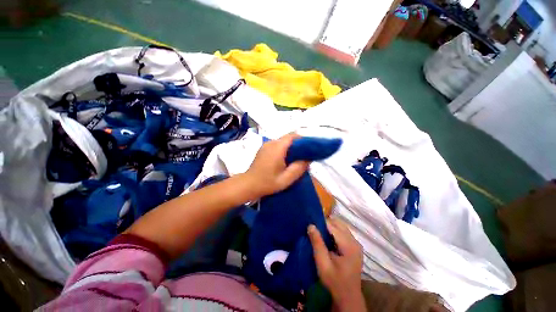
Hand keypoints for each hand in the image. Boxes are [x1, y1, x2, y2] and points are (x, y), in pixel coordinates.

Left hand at [245, 133, 308, 197]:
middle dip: (298, 144)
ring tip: (296, 158)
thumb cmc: (267, 183)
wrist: (248, 184)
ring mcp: (266, 145)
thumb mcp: (286, 179)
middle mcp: (271, 143)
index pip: (292, 136)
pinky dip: (284, 149)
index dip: (303, 140)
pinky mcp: (263, 149)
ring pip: (283, 141)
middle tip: (305, 155)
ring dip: (291, 147)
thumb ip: (298, 168)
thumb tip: (308, 159)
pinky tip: (286, 159)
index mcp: (277, 148)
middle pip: (288, 138)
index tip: (309, 148)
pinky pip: (277, 145)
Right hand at [308, 218, 365, 311]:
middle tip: (314, 229)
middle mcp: (354, 241)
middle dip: (325, 223)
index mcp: (349, 245)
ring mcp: (356, 243)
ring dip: (330, 227)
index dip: (321, 223)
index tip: (310, 224)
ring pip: (341, 226)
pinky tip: (327, 238)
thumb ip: (317, 243)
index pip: (332, 225)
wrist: (348, 297)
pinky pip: (343, 232)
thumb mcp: (323, 264)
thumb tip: (311, 225)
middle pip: (338, 223)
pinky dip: (334, 231)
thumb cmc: (334, 281)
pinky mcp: (355, 246)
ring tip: (319, 233)